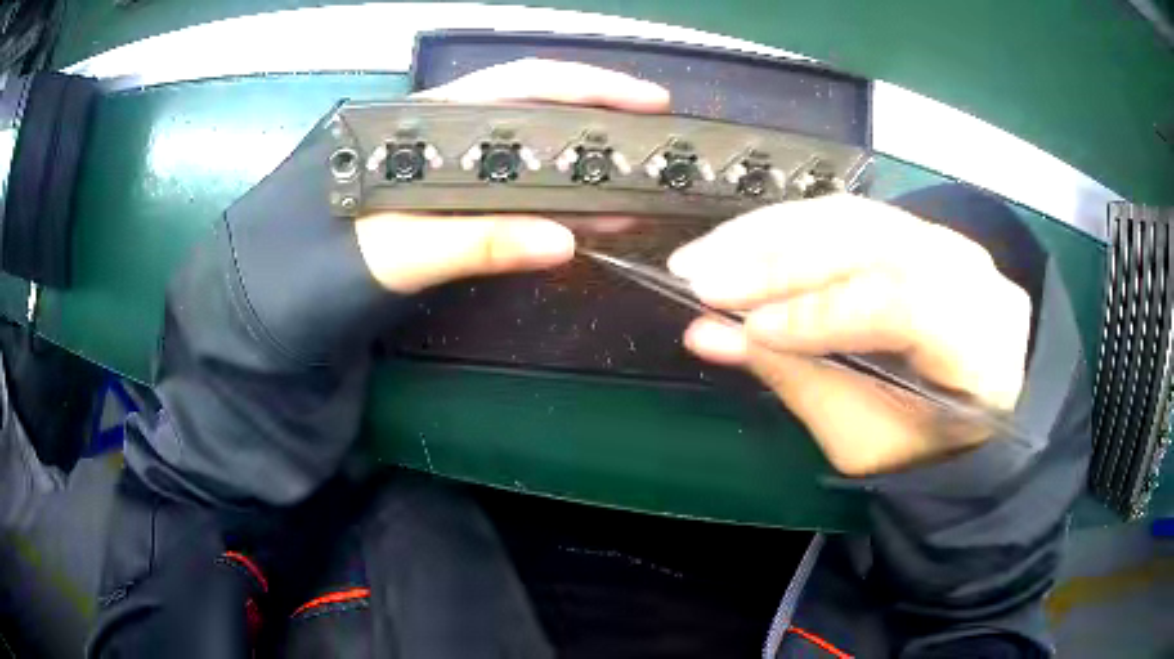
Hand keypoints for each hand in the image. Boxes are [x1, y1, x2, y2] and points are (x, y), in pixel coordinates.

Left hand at [354, 59, 670, 292]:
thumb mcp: (399, 252)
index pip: (521, 83)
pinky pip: (517, 190)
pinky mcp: (455, 199)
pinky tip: (590, 218)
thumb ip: (475, 243)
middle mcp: (447, 132)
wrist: (290, 293)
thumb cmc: (326, 264)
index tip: (645, 100)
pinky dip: (558, 202)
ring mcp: (453, 165)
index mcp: (429, 122)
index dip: (588, 85)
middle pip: (537, 109)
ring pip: (532, 151)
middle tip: (656, 141)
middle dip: (600, 119)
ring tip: (635, 187)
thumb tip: (562, 243)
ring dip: (585, 167)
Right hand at [671, 194, 1031, 475]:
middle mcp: (971, 275)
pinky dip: (789, 226)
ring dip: (770, 232)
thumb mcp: (862, 435)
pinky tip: (743, 240)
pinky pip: (848, 214)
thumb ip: (795, 380)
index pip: (901, 306)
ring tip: (705, 254)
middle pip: (872, 243)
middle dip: (779, 259)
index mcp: (979, 347)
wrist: (968, 401)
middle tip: (697, 275)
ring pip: (851, 217)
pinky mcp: (916, 229)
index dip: (822, 312)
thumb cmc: (919, 437)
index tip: (747, 326)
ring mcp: (945, 241)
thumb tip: (708, 335)